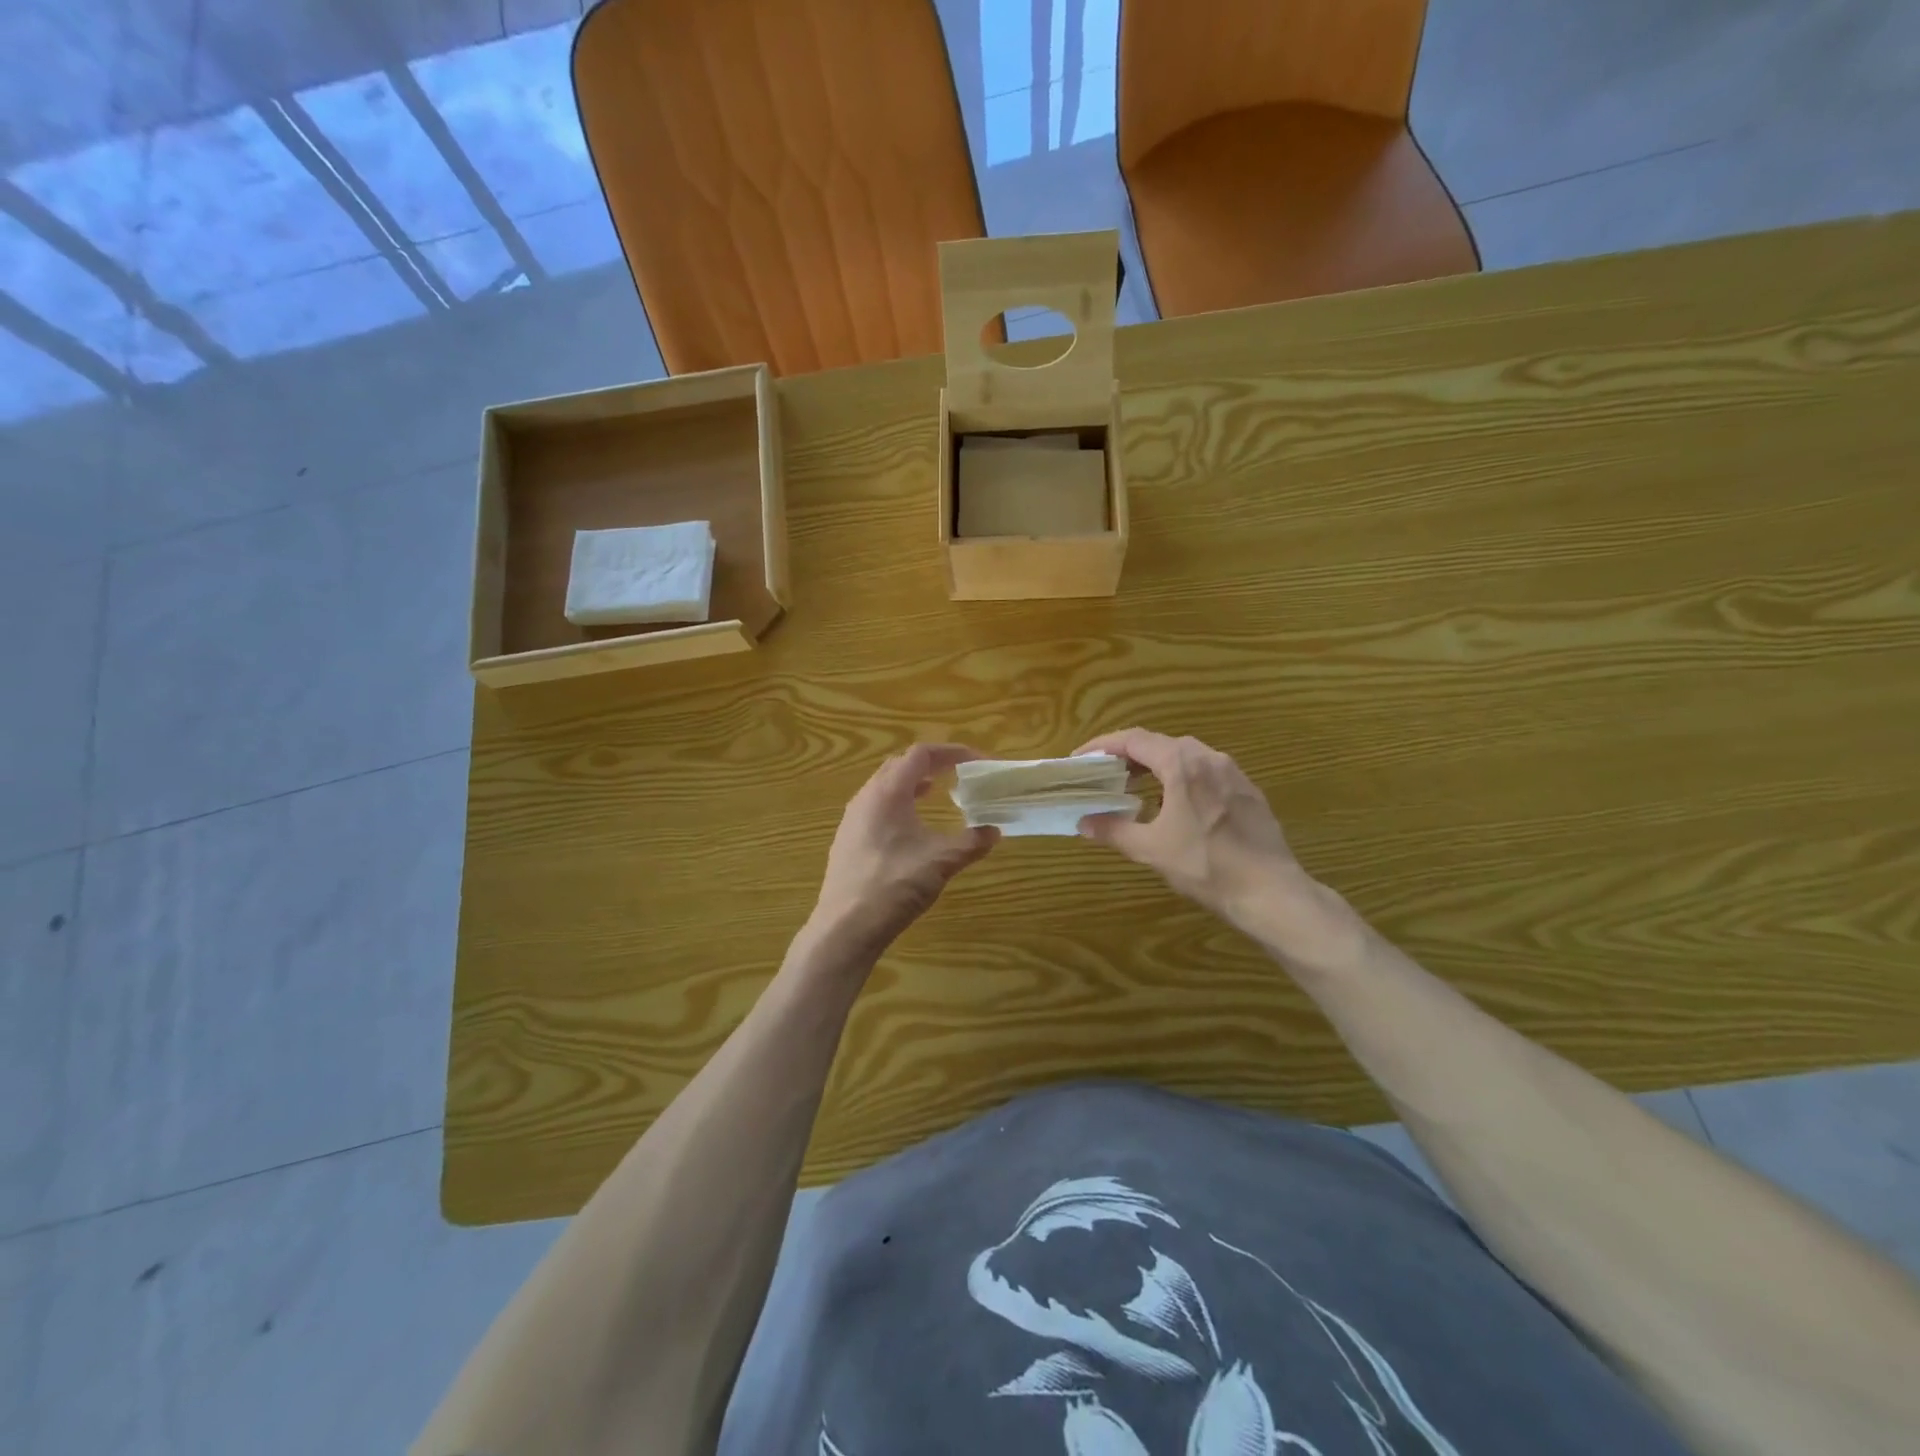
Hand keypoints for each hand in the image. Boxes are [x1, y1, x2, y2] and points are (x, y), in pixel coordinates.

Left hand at [809, 744, 998, 959]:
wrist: (845, 928)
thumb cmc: (894, 886)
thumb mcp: (941, 862)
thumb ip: (971, 842)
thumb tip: (994, 832)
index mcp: (888, 792)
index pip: (920, 754)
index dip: (951, 752)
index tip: (976, 761)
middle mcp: (866, 797)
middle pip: (900, 765)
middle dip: (931, 764)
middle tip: (957, 773)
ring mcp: (852, 819)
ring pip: (885, 786)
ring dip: (912, 783)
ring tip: (936, 792)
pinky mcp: (848, 840)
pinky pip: (876, 807)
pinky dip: (899, 804)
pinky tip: (911, 827)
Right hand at [1075, 728, 1345, 950]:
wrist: (1271, 892)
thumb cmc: (1206, 865)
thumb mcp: (1151, 849)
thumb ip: (1114, 830)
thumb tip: (1083, 823)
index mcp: (1182, 764)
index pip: (1134, 740)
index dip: (1103, 745)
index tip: (1081, 759)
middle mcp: (1209, 758)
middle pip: (1160, 744)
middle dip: (1128, 756)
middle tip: (1105, 775)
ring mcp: (1233, 773)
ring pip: (1186, 757)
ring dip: (1156, 767)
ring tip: (1135, 790)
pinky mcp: (1248, 791)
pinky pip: (1206, 773)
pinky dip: (1181, 779)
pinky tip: (1176, 807)